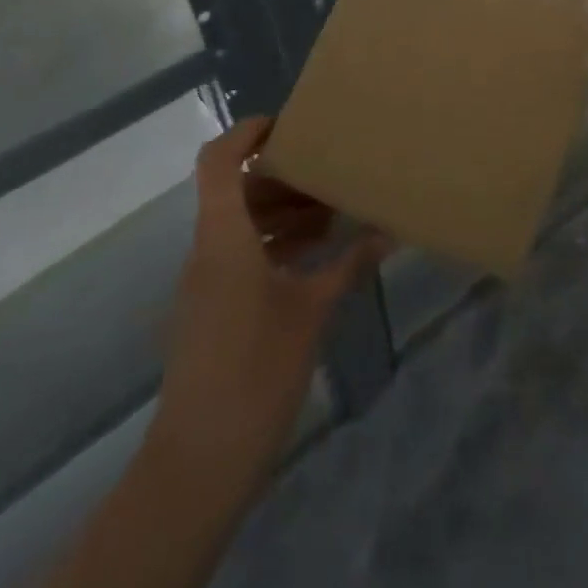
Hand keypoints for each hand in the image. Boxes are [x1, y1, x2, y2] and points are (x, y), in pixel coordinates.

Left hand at [148, 117, 385, 485]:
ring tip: (336, 213)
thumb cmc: (256, 372)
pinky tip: (319, 256)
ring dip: (284, 213)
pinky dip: (277, 245)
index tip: (289, 125)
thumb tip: (387, 231)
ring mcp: (207, 283)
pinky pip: (243, 256)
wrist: (200, 462)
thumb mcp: (312, 311)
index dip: (246, 134)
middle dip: (283, 177)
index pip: (219, 163)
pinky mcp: (214, 310)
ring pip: (242, 225)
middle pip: (236, 191)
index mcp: (223, 239)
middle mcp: (208, 252)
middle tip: (332, 172)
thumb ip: (348, 265)